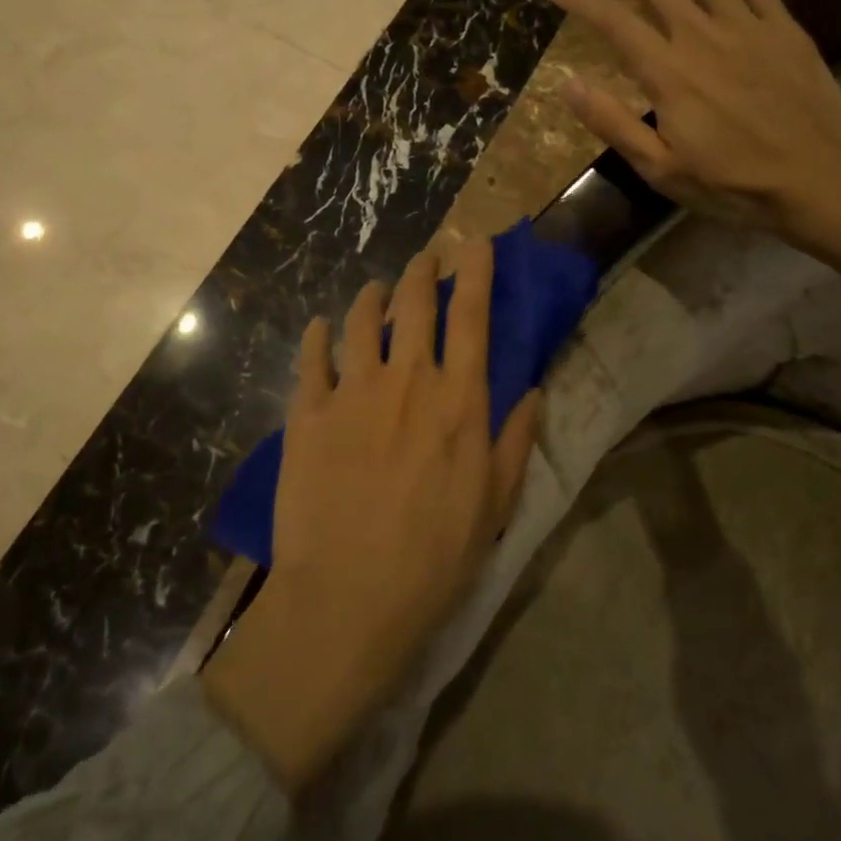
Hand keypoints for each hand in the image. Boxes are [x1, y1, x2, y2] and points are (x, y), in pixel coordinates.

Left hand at [203, 240, 541, 793]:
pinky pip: (311, 357)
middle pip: (414, 304)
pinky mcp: (307, 413)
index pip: (471, 317)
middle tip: (426, 258)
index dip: (477, 272)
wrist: (349, 597)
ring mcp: (351, 392)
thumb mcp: (495, 504)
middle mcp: (405, 381)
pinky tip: (322, 329)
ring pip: (362, 320)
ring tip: (376, 290)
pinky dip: (318, 336)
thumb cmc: (434, 557)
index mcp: (456, 400)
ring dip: (372, 296)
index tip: (478, 243)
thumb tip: (533, 390)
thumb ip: (515, 440)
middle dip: (422, 271)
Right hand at [547, 0, 840, 295]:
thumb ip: (614, 124)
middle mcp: (703, 37)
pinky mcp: (782, 28)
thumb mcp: (662, 169)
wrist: (819, 178)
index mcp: (669, 74)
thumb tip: (568, 86)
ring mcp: (747, 26)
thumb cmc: (733, 183)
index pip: (614, 22)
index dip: (580, 0)